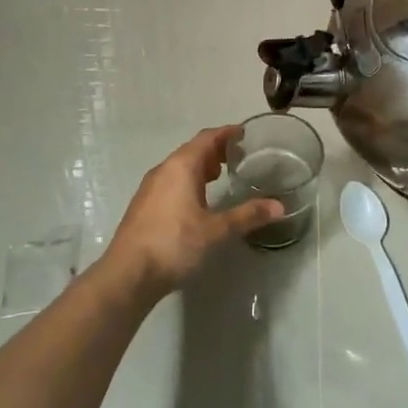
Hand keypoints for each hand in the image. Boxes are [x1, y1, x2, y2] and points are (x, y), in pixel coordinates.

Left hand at [105, 126, 281, 293]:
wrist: (128, 274)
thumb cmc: (174, 244)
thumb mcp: (216, 231)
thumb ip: (247, 216)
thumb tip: (279, 207)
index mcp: (181, 167)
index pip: (206, 138)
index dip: (226, 133)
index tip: (243, 133)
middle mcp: (163, 170)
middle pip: (192, 150)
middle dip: (214, 149)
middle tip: (237, 155)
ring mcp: (150, 188)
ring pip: (179, 166)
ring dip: (199, 166)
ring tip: (219, 175)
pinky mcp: (143, 206)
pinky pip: (170, 181)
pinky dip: (188, 181)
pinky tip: (196, 200)